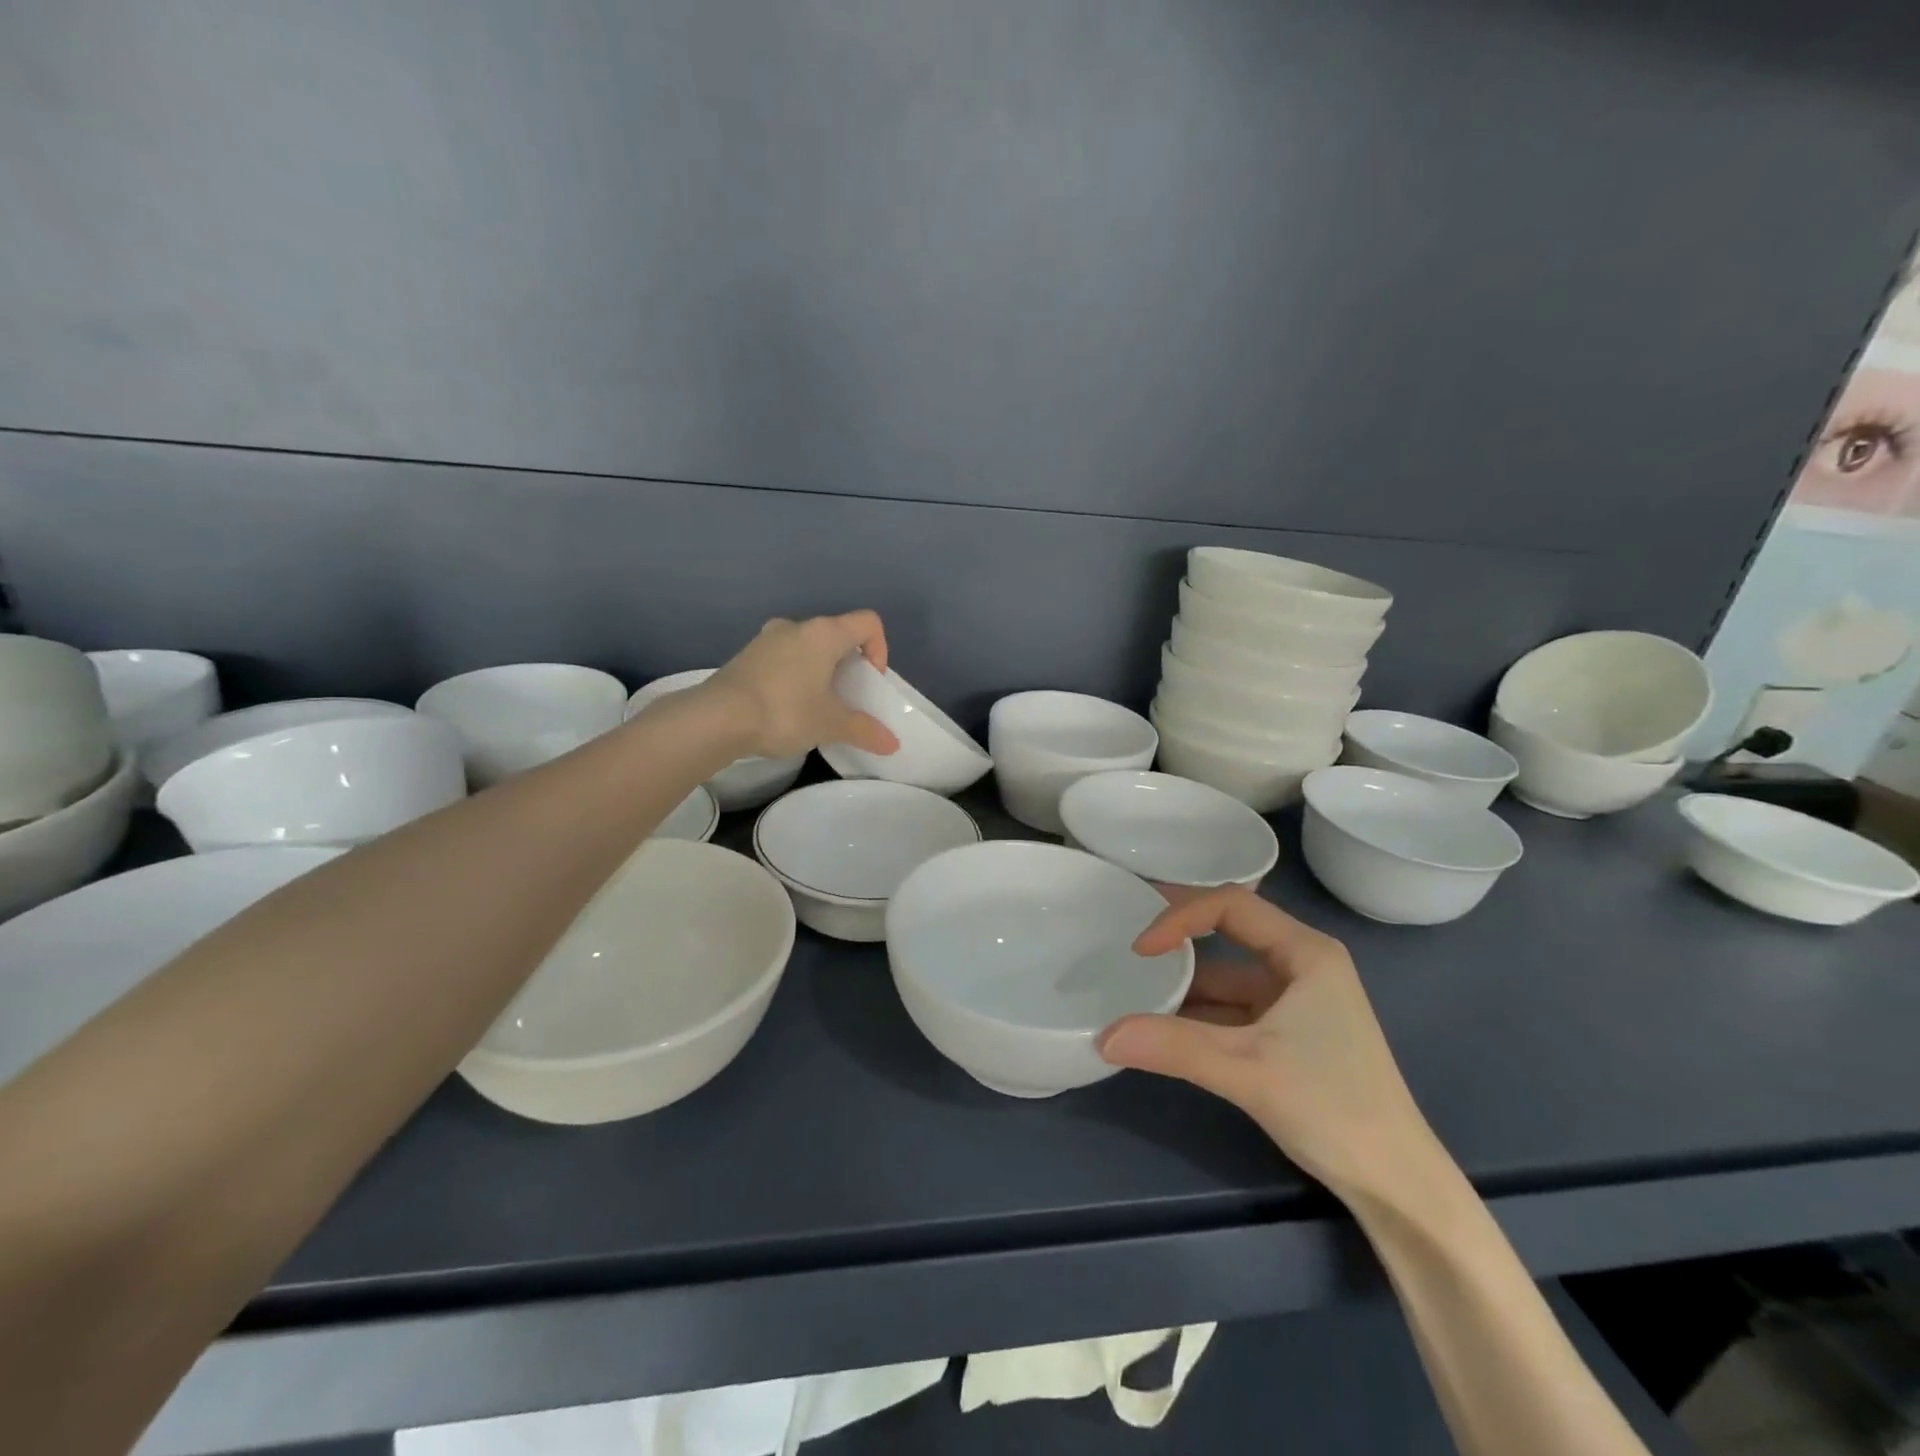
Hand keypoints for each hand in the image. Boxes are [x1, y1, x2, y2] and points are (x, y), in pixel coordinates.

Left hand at [700, 612, 901, 760]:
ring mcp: (767, 638)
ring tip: (817, 706)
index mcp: (824, 633)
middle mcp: (796, 626)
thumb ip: (864, 730)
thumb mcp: (830, 724)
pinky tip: (787, 708)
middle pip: (837, 635)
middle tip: (847, 698)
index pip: (868, 623)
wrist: (716, 719)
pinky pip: (784, 659)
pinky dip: (795, 677)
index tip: (870, 681)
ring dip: (820, 671)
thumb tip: (892, 744)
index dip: (880, 649)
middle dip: (849, 665)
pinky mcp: (747, 656)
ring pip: (808, 647)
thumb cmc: (784, 711)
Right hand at [1097, 888, 1439, 1205]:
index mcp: (1306, 952)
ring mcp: (1296, 1000)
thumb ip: (1172, 1046)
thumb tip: (1102, 1036)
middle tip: (1128, 945)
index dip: (1181, 917)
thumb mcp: (1246, 1070)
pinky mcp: (1288, 1034)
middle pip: (1229, 930)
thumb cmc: (1332, 1106)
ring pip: (1227, 975)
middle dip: (1179, 937)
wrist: (1396, 1185)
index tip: (1141, 950)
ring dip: (1185, 984)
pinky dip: (1198, 1015)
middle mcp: (1302, 964)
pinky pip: (1232, 1009)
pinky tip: (1163, 1028)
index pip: (1231, 906)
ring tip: (1134, 991)